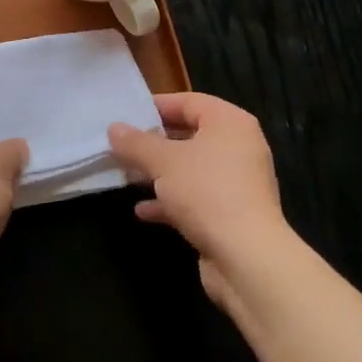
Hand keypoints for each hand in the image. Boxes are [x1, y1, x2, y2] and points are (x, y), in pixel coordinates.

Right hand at [108, 92, 290, 305]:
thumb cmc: (207, 192)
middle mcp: (238, 148)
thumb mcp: (163, 162)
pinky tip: (143, 210)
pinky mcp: (231, 215)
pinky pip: (196, 198)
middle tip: (122, 146)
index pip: (189, 102)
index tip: (127, 115)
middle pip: (189, 136)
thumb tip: (114, 128)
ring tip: (126, 176)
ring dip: (159, 174)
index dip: (156, 106)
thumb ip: (136, 143)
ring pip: (190, 169)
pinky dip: (171, 201)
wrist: (247, 259)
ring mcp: (237, 183)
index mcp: (229, 123)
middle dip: (154, 143)